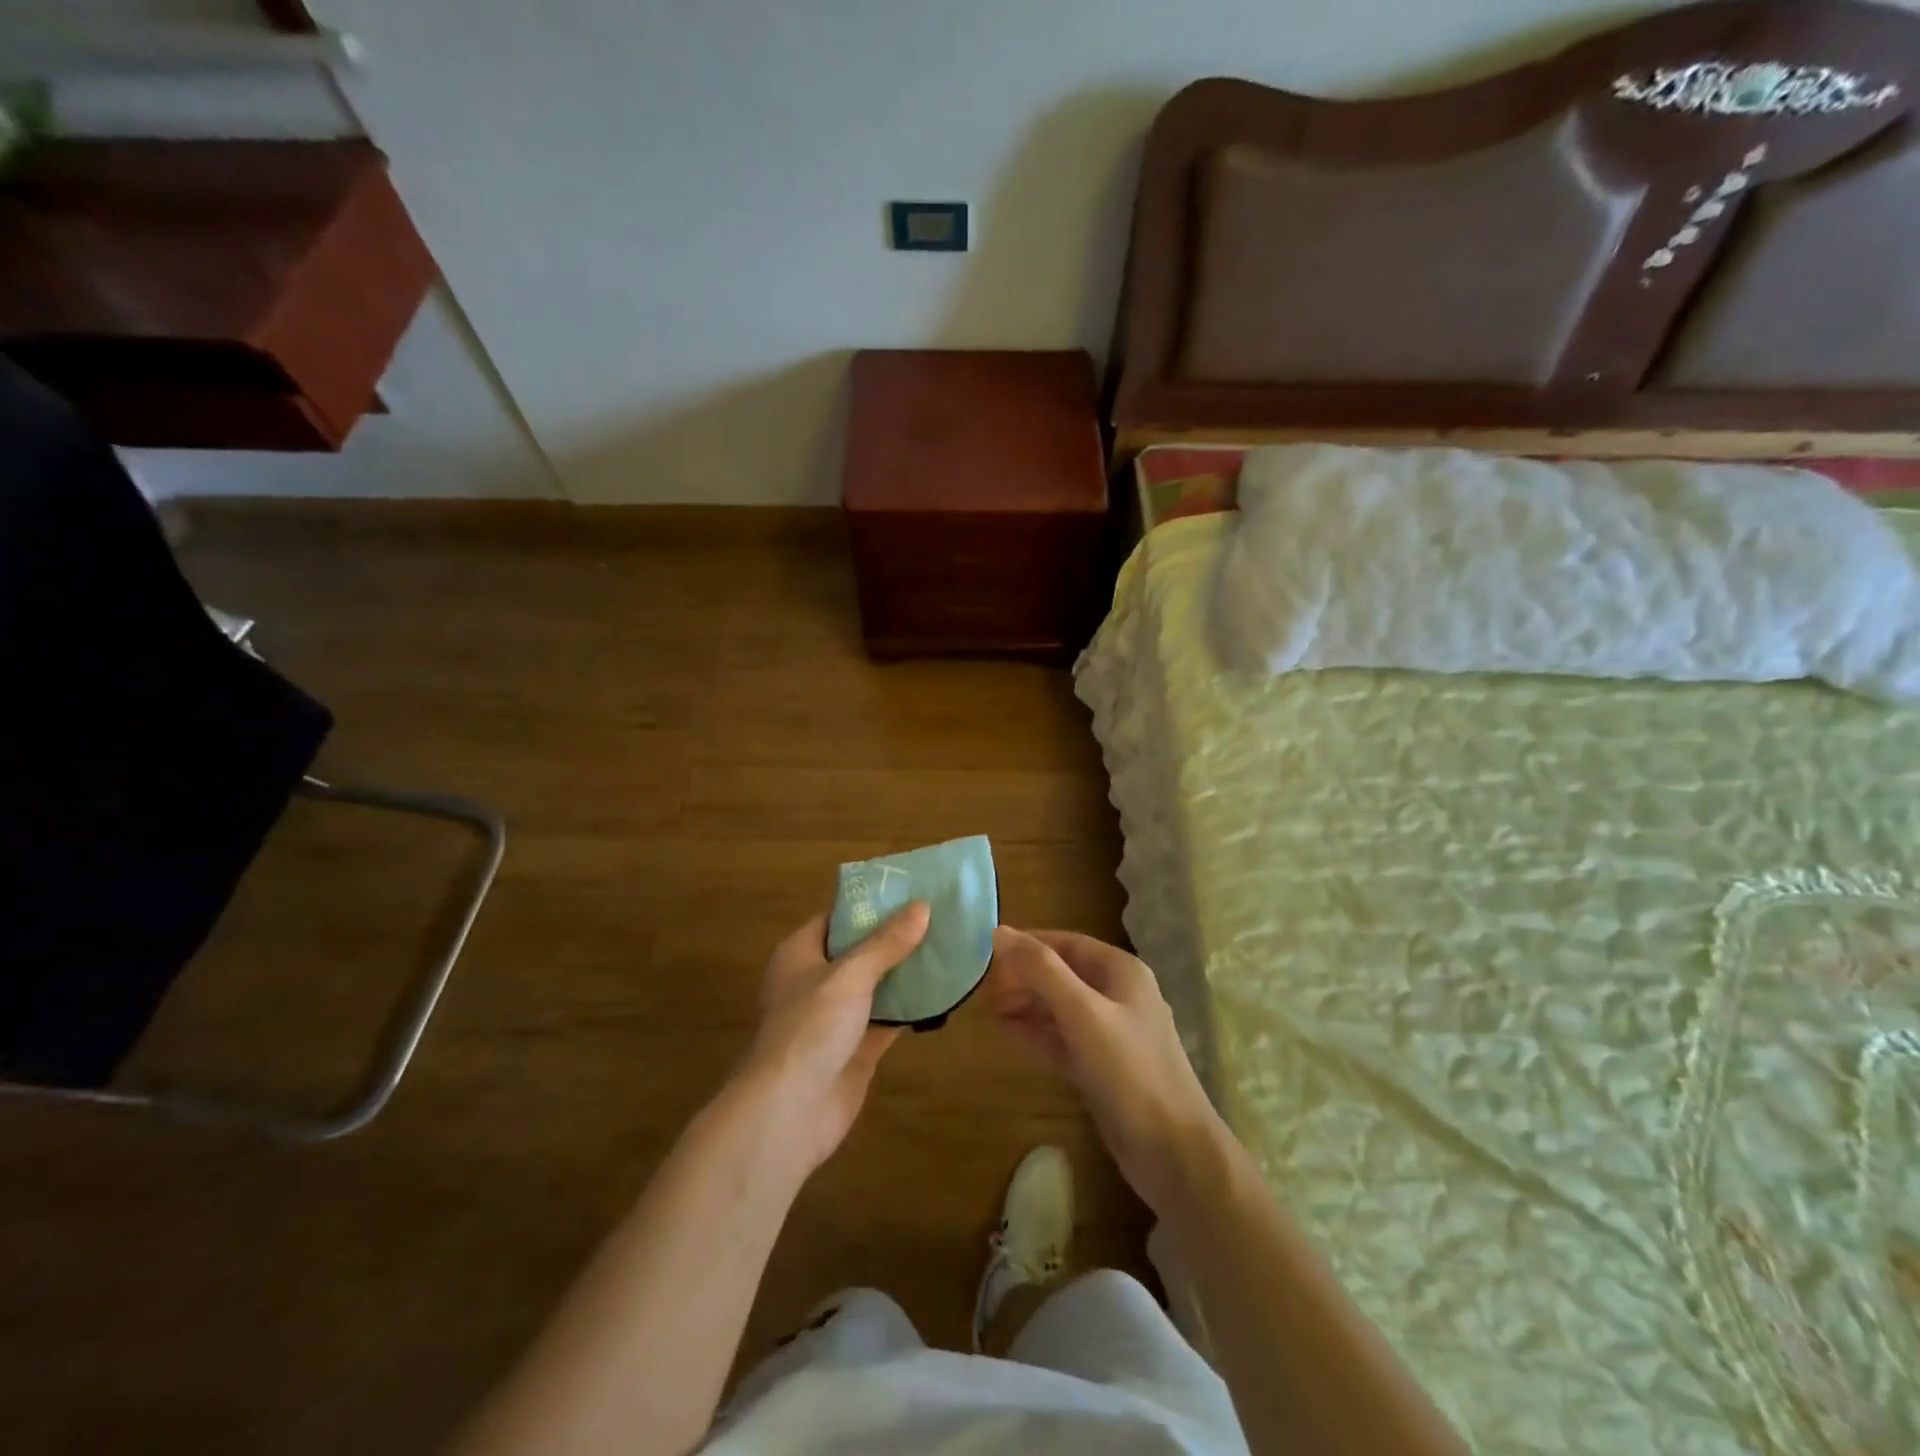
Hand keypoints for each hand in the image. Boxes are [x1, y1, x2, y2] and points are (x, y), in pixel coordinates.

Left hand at [735, 902, 929, 1177]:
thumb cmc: (809, 1028)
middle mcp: (816, 981)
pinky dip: (911, 1008)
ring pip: (877, 985)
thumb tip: (922, 906)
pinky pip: (888, 1019)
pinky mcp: (856, 1049)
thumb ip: (886, 943)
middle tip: (940, 916)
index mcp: (801, 954)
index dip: (870, 904)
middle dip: (896, 937)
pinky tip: (944, 992)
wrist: (789, 1112)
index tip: (910, 891)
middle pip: (860, 950)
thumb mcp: (849, 976)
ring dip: (907, 972)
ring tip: (949, 946)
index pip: (837, 917)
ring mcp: (836, 1017)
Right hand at [987, 928, 1227, 1213]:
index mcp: (1121, 971)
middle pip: (1062, 974)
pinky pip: (1062, 1039)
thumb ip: (1041, 970)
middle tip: (984, 987)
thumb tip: (999, 932)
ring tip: (987, 1007)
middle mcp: (1117, 996)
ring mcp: (1110, 1035)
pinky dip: (1035, 1033)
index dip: (1029, 944)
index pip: (1067, 943)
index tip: (988, 950)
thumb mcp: (1082, 1013)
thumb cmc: (1130, 1070)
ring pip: (1060, 1008)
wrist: (1173, 1152)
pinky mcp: (1101, 1068)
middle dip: (1025, 976)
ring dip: (1026, 1004)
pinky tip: (1006, 1031)